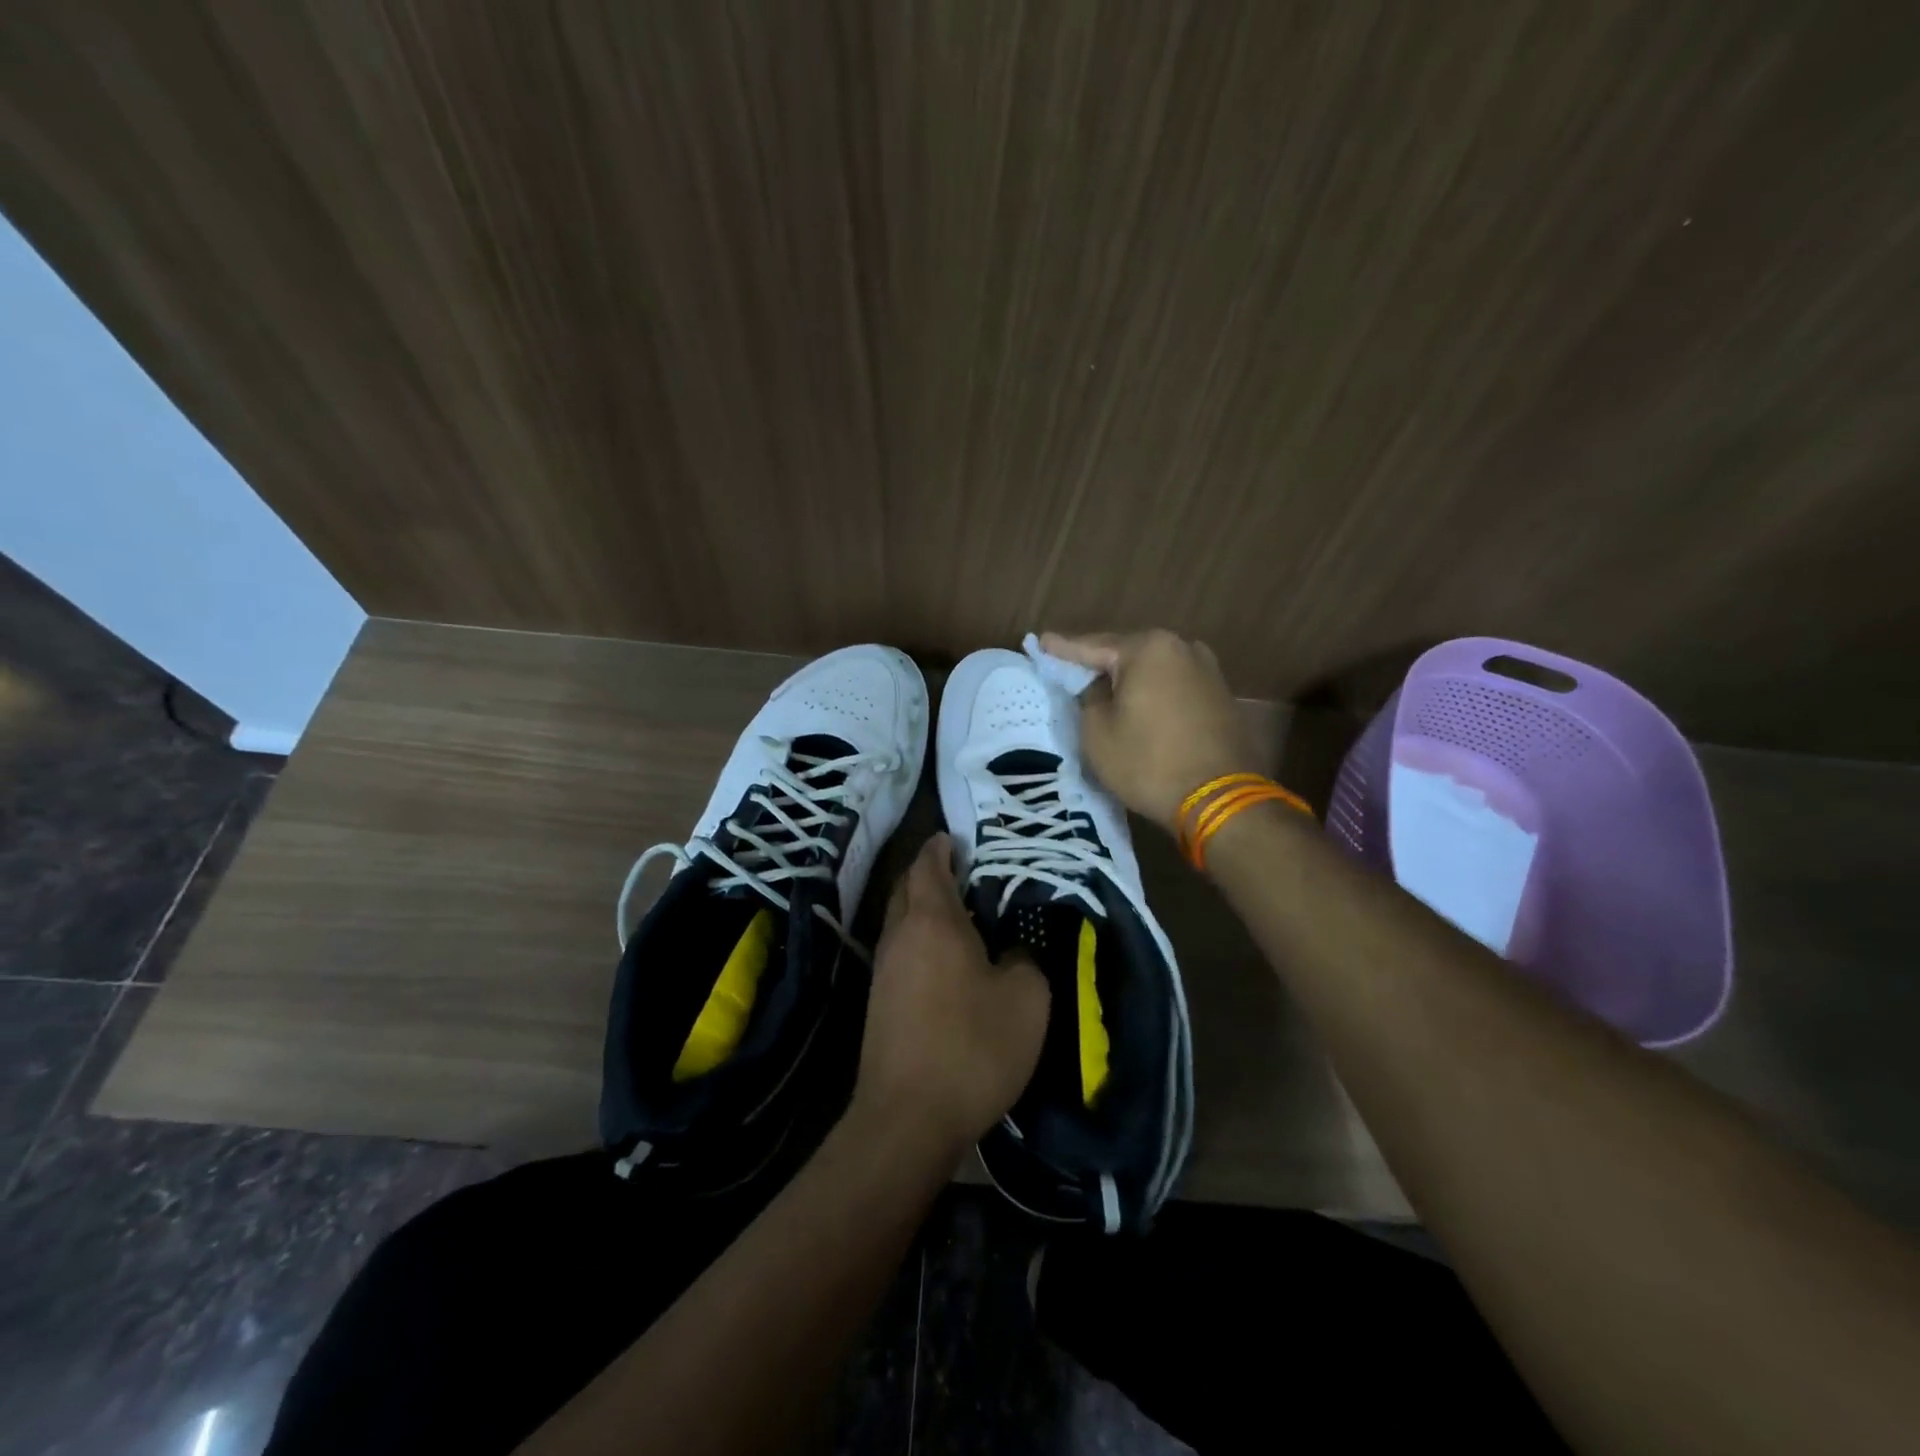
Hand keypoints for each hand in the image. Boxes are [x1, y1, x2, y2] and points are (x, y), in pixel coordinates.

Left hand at [853, 834, 1049, 1153]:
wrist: (907, 1117)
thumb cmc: (972, 1047)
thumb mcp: (1026, 1000)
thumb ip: (1025, 961)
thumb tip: (1012, 951)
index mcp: (933, 922)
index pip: (929, 866)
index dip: (939, 848)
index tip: (952, 837)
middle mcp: (899, 936)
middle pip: (906, 888)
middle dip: (926, 873)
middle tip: (956, 870)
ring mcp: (882, 970)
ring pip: (899, 921)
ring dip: (921, 908)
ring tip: (955, 913)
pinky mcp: (877, 1003)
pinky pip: (899, 952)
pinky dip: (917, 940)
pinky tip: (941, 960)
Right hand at [1042, 628, 1262, 831]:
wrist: (1219, 800)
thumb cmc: (1148, 762)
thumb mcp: (1097, 732)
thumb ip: (1089, 697)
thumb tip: (1098, 687)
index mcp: (1148, 648)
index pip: (1092, 646)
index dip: (1063, 649)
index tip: (1042, 642)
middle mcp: (1182, 648)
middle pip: (1126, 653)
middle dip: (1099, 663)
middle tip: (1069, 668)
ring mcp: (1207, 670)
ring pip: (1153, 670)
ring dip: (1128, 680)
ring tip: (1102, 688)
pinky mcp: (1220, 696)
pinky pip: (1173, 687)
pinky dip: (1152, 694)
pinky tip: (1138, 705)